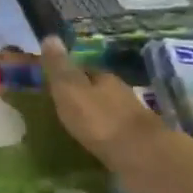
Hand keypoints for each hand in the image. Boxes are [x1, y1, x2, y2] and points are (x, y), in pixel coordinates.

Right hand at [40, 36, 181, 192]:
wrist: (142, 156)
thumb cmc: (99, 119)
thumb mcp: (69, 89)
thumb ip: (58, 66)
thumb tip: (50, 36)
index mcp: (104, 78)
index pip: (84, 70)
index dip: (69, 74)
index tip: (54, 82)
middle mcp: (121, 93)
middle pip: (98, 89)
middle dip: (83, 94)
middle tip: (63, 104)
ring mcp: (132, 118)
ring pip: (108, 110)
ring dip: (95, 115)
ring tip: (77, 124)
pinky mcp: (139, 142)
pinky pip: (115, 132)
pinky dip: (105, 133)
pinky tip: (96, 142)